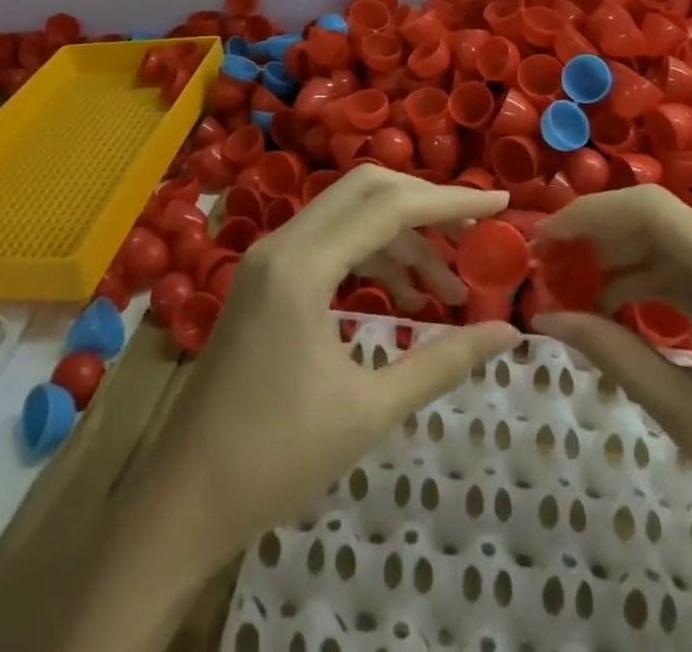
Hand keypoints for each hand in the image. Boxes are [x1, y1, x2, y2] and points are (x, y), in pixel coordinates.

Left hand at [153, 165, 520, 549]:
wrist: (182, 500)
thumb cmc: (275, 459)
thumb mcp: (369, 411)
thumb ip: (442, 362)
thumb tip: (509, 333)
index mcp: (302, 266)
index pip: (388, 206)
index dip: (449, 202)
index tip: (501, 204)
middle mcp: (282, 243)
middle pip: (366, 190)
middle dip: (425, 205)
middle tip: (473, 233)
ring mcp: (268, 257)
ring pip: (347, 214)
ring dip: (400, 238)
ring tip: (446, 289)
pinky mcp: (264, 278)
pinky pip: (327, 241)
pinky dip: (370, 255)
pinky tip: (401, 297)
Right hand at [533, 187, 691, 582]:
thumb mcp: (688, 416)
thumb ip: (613, 353)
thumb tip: (544, 319)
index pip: (652, 211)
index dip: (589, 215)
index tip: (544, 241)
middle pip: (664, 223)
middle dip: (601, 238)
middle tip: (550, 266)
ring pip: (681, 249)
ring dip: (626, 263)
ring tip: (576, 292)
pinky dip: (658, 287)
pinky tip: (623, 312)